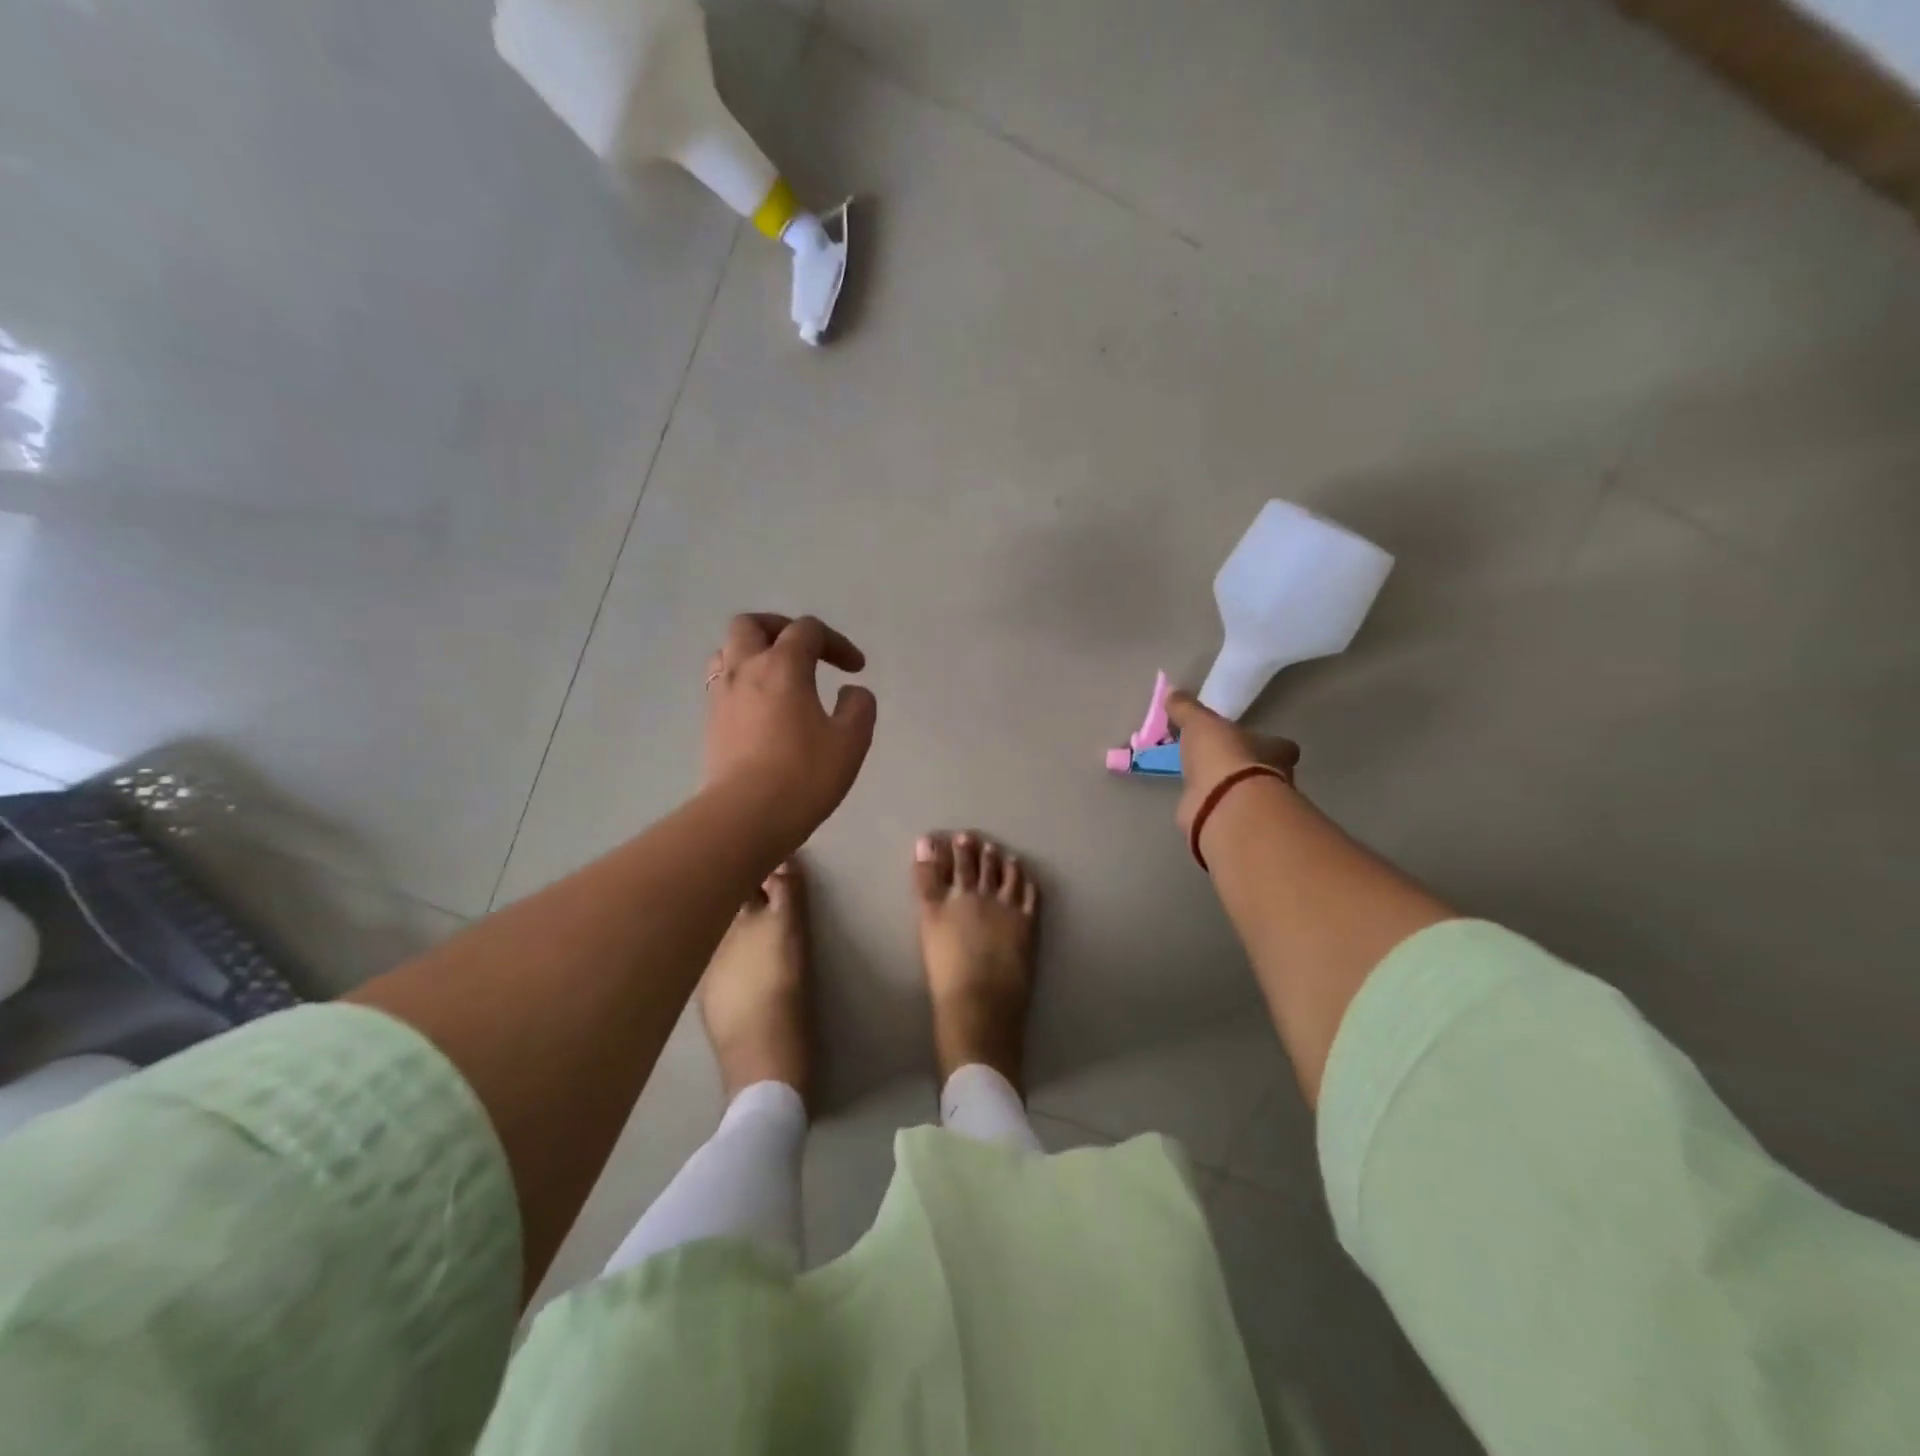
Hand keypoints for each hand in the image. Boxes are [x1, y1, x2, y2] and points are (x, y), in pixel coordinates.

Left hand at [703, 614, 876, 841]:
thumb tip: (851, 692)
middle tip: (804, 651)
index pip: (808, 631)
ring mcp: (721, 696)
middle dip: (781, 628)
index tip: (856, 668)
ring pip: (727, 651)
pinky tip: (761, 707)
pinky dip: (743, 681)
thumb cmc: (804, 775)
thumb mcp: (851, 741)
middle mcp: (745, 670)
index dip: (836, 642)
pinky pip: (722, 683)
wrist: (745, 817)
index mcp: (782, 666)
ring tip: (777, 675)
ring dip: (754, 652)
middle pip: (751, 624)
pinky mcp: (710, 723)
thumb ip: (859, 707)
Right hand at [1166, 691, 1299, 838]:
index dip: (1268, 743)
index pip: (1282, 747)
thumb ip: (1187, 709)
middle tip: (1219, 760)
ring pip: (1244, 794)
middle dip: (1245, 767)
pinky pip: (1221, 811)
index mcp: (1275, 751)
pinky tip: (1195, 801)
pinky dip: (1210, 807)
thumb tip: (1171, 690)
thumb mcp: (1200, 723)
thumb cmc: (1223, 756)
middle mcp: (1273, 780)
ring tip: (1203, 780)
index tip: (1249, 740)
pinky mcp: (1233, 824)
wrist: (1221, 804)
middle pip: (1265, 772)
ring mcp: (1254, 806)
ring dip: (1227, 789)